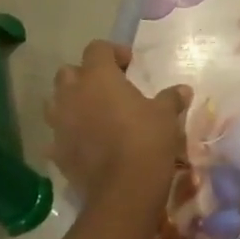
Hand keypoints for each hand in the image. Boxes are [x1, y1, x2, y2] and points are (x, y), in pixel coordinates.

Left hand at [45, 41, 190, 200]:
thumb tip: (183, 90)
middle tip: (109, 88)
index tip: (130, 65)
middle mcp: (72, 95)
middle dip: (86, 76)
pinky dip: (70, 134)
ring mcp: (60, 124)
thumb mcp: (166, 115)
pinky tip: (87, 143)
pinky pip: (58, 134)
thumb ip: (171, 98)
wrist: (124, 189)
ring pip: (56, 102)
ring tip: (94, 113)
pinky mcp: (56, 151)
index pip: (97, 48)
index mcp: (98, 77)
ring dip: (72, 103)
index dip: (113, 52)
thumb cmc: (146, 139)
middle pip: (69, 72)